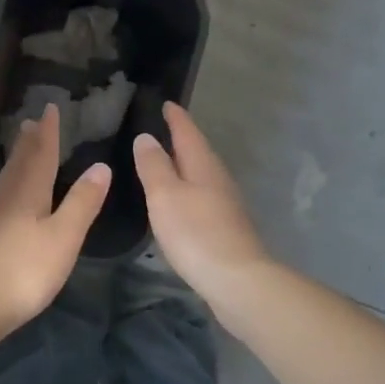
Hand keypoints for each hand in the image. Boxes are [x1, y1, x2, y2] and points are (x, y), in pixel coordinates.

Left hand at [0, 103, 111, 333]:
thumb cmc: (24, 269)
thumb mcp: (64, 236)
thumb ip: (82, 202)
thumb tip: (101, 165)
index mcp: (29, 192)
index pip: (41, 154)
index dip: (49, 132)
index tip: (50, 109)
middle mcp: (8, 197)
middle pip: (20, 163)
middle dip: (29, 143)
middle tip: (31, 123)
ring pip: (8, 179)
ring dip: (17, 160)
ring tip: (21, 149)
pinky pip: (2, 195)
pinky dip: (10, 183)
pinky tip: (8, 196)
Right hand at [132, 103, 270, 303]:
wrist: (237, 280)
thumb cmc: (196, 233)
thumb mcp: (165, 195)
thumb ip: (154, 165)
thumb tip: (146, 137)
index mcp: (203, 165)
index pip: (187, 132)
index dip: (176, 117)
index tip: (166, 103)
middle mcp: (218, 179)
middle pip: (198, 152)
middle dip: (181, 139)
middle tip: (161, 129)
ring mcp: (225, 204)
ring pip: (201, 174)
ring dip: (184, 166)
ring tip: (164, 162)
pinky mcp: (225, 227)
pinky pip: (202, 196)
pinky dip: (188, 190)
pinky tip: (178, 201)